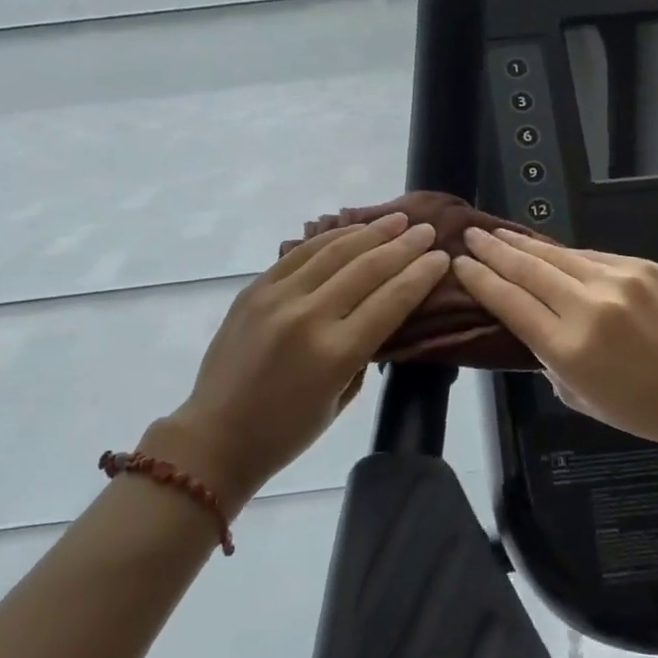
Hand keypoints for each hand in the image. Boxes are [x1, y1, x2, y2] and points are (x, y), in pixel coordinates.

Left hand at [150, 212, 449, 511]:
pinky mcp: (255, 289)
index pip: (391, 300)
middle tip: (427, 230)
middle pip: (367, 268)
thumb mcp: (342, 398)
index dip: (421, 274)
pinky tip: (352, 230)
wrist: (216, 437)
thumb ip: (365, 351)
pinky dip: (330, 238)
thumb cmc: (287, 432)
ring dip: (370, 232)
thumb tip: (382, 311)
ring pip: (334, 251)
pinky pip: (299, 254)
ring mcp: (277, 298)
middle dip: (403, 246)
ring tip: (397, 220)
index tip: (442, 256)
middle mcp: (308, 317)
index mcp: (335, 353)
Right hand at [453, 227, 657, 460]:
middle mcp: (589, 308)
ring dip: (523, 244)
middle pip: (527, 270)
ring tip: (500, 233)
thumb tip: (531, 325)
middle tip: (471, 235)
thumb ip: (549, 360)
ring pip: (557, 255)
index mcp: (569, 349)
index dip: (480, 280)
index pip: (510, 303)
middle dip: (493, 250)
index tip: (461, 264)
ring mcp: (618, 282)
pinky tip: (549, 250)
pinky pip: (592, 256)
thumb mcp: (582, 398)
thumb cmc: (647, 409)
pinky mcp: (643, 267)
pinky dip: (566, 254)